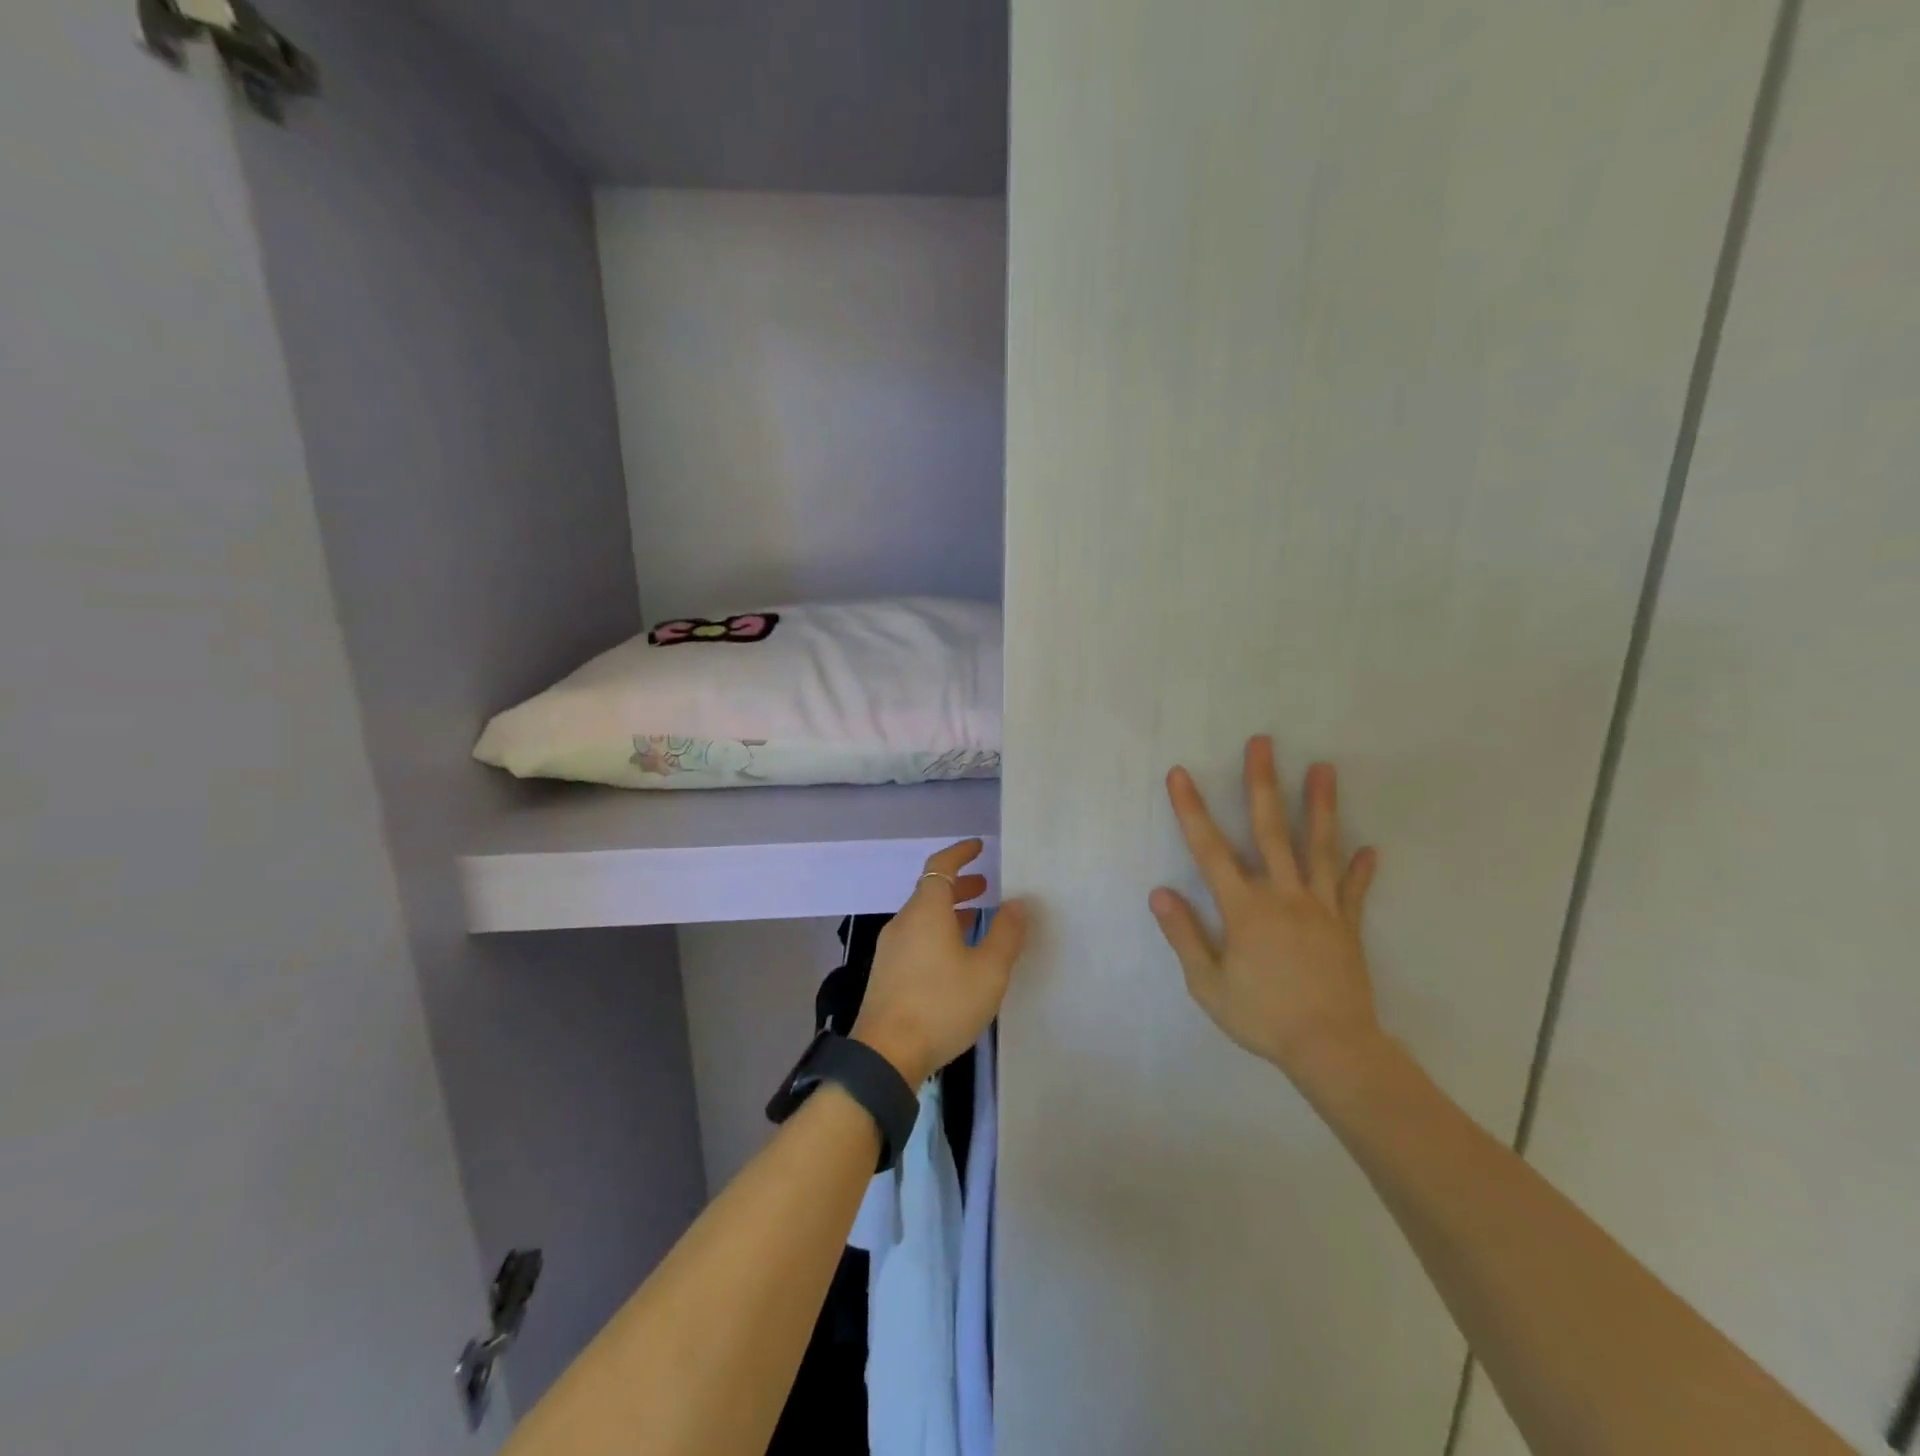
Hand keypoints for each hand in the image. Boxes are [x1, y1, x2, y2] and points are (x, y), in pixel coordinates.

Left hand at [853, 840, 1027, 1084]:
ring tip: (975, 922)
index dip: (960, 853)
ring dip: (948, 912)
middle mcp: (904, 922)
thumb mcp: (987, 971)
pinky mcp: (886, 973)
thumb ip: (1005, 934)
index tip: (978, 847)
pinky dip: (937, 933)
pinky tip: (953, 958)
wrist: (886, 1053)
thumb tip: (1018, 902)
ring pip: (922, 917)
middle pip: (930, 891)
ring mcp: (891, 948)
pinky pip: (915, 938)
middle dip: (959, 886)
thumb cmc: (941, 1004)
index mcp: (926, 911)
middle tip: (986, 889)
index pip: (940, 867)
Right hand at [1149, 736, 1383, 1091]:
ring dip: (1321, 805)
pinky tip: (1371, 848)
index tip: (1181, 775)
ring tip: (1325, 768)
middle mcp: (1283, 895)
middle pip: (1270, 830)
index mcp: (1245, 909)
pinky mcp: (1347, 926)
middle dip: (1262, 783)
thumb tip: (1159, 891)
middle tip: (1262, 743)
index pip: (1210, 850)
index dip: (1192, 810)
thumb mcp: (1207, 984)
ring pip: (1319, 847)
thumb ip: (1184, 934)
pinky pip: (1354, 891)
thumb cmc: (1262, 1017)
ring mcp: (1320, 907)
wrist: (1332, 1049)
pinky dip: (1361, 869)